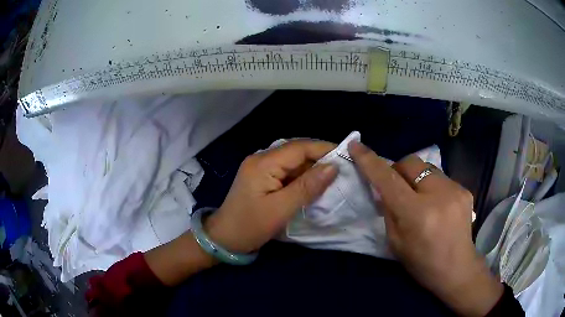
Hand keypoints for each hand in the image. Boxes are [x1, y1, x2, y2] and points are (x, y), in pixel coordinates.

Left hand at [205, 140, 337, 253]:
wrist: (224, 239)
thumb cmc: (250, 226)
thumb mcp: (281, 209)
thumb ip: (307, 187)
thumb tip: (333, 167)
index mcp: (263, 163)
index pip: (299, 148)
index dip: (324, 149)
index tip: (347, 155)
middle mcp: (261, 158)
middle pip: (296, 151)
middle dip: (320, 157)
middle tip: (343, 168)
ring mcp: (260, 167)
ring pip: (293, 161)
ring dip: (312, 168)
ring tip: (334, 176)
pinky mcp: (261, 177)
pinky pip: (286, 171)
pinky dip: (302, 176)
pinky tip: (314, 184)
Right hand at [349, 141, 502, 316]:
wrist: (457, 268)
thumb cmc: (422, 262)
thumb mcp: (396, 242)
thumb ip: (388, 211)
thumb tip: (383, 189)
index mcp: (417, 214)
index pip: (389, 180)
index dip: (370, 161)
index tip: (356, 145)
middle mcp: (438, 195)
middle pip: (411, 162)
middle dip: (398, 169)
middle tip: (396, 187)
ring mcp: (455, 190)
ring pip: (427, 167)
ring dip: (417, 177)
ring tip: (420, 197)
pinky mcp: (465, 190)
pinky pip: (441, 177)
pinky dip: (432, 185)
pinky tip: (436, 203)